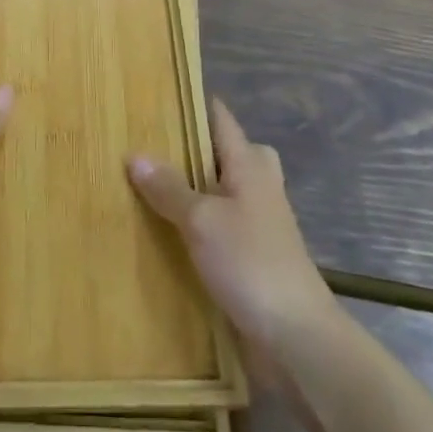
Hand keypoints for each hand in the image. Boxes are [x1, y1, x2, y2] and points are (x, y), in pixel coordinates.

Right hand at [127, 103, 333, 347]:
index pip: (221, 119)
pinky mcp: (253, 256)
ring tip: (149, 186)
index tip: (157, 94)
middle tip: (150, 144)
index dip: (194, 103)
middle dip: (192, 146)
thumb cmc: (251, 263)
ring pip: (223, 190)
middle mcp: (258, 186)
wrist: (297, 337)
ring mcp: (259, 222)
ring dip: (193, 188)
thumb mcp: (201, 220)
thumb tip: (135, 154)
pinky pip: (221, 225)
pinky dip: (198, 223)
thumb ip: (169, 187)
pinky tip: (168, 233)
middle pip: (226, 152)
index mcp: (250, 165)